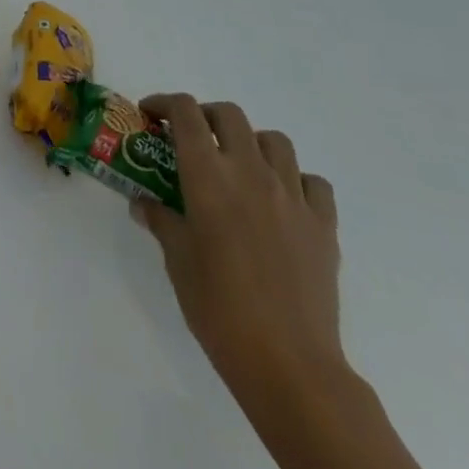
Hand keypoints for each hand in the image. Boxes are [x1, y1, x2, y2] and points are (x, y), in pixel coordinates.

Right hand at [133, 94, 345, 409]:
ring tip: (239, 166)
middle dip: (205, 116)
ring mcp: (292, 196)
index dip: (164, 103)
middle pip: (229, 115)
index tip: (151, 115)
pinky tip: (283, 201)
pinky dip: (295, 180)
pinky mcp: (324, 225)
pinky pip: (312, 182)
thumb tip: (144, 203)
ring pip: (274, 141)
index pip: (185, 112)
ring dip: (251, 142)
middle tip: (192, 138)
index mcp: (207, 175)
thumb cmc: (219, 308)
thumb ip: (161, 221)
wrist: (289, 364)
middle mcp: (250, 171)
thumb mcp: (176, 261)